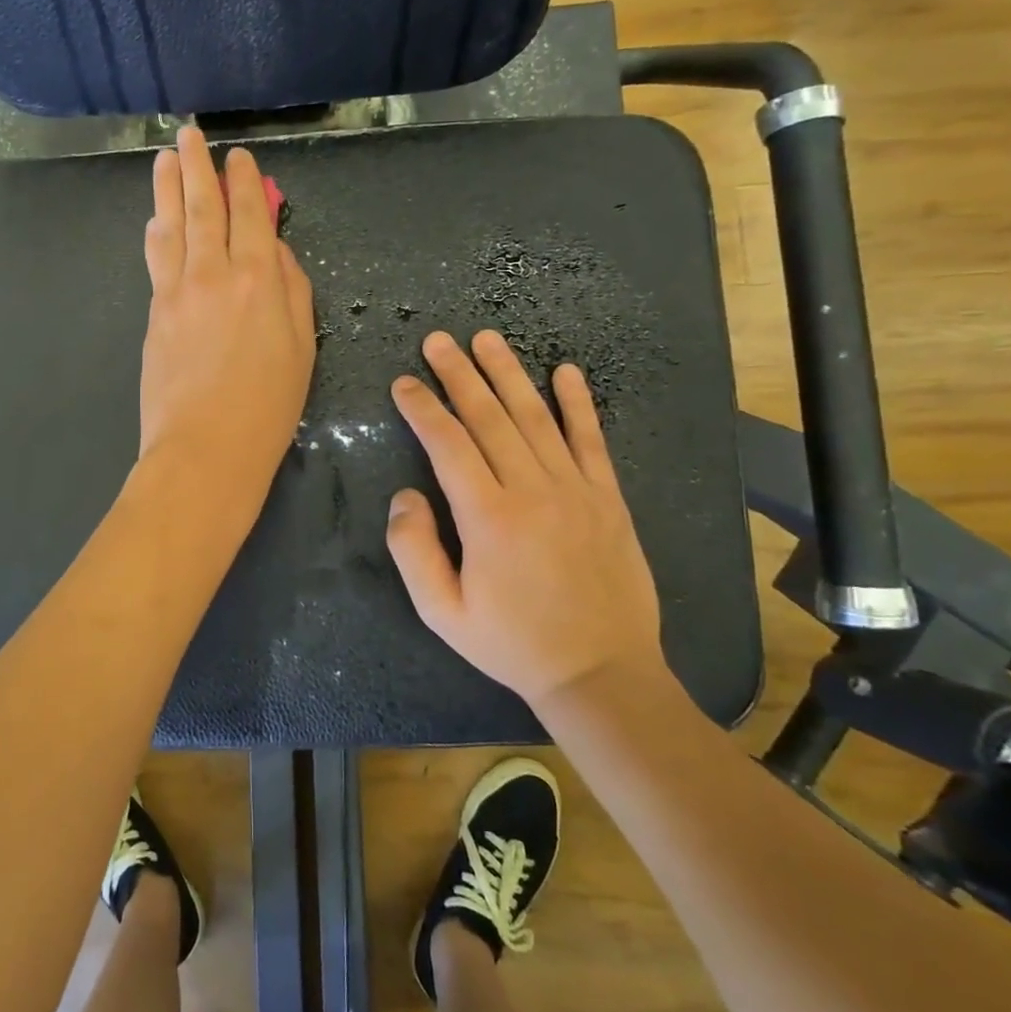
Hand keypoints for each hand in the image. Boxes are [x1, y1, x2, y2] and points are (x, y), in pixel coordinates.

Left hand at [138, 126, 315, 508]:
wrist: (205, 450)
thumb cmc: (267, 408)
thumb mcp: (302, 349)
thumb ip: (293, 291)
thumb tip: (276, 252)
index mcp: (260, 280)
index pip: (251, 215)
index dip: (246, 183)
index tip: (239, 158)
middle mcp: (215, 273)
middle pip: (205, 208)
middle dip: (198, 167)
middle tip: (189, 135)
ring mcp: (178, 291)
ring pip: (173, 226)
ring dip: (168, 188)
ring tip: (164, 159)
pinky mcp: (155, 313)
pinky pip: (156, 259)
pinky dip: (157, 232)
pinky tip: (155, 219)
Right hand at [386, 330, 663, 707]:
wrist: (600, 672)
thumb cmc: (512, 644)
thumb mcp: (442, 612)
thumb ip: (413, 550)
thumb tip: (405, 495)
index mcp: (487, 517)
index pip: (448, 444)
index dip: (422, 409)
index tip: (403, 384)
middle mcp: (531, 490)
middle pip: (489, 417)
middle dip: (459, 375)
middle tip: (438, 340)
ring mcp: (575, 490)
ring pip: (536, 417)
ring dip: (508, 374)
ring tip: (487, 339)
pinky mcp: (607, 498)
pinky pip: (590, 440)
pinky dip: (578, 404)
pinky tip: (566, 372)